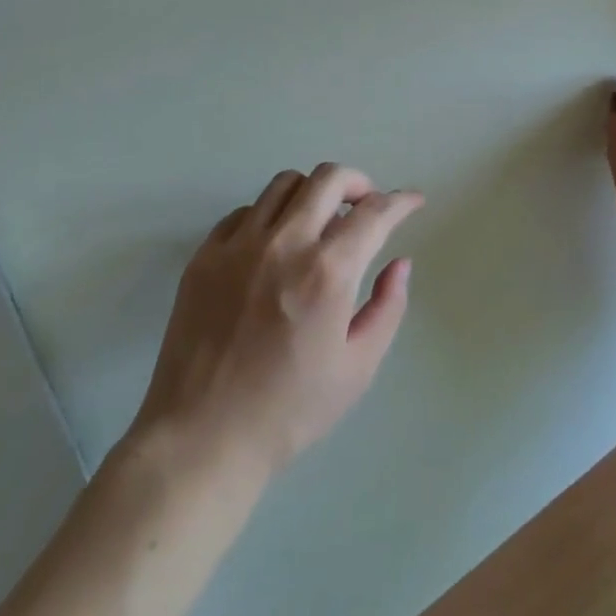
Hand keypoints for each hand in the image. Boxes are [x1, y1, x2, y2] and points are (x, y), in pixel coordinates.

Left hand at [130, 163, 421, 479]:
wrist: (202, 437)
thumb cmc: (289, 410)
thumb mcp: (358, 368)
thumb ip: (387, 307)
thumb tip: (400, 263)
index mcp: (327, 272)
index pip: (374, 213)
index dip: (401, 201)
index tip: (412, 201)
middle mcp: (284, 244)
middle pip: (328, 177)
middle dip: (359, 182)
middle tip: (366, 205)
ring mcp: (238, 244)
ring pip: (284, 183)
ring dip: (313, 192)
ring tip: (321, 220)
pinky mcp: (205, 254)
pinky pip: (245, 211)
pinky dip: (270, 215)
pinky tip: (275, 244)